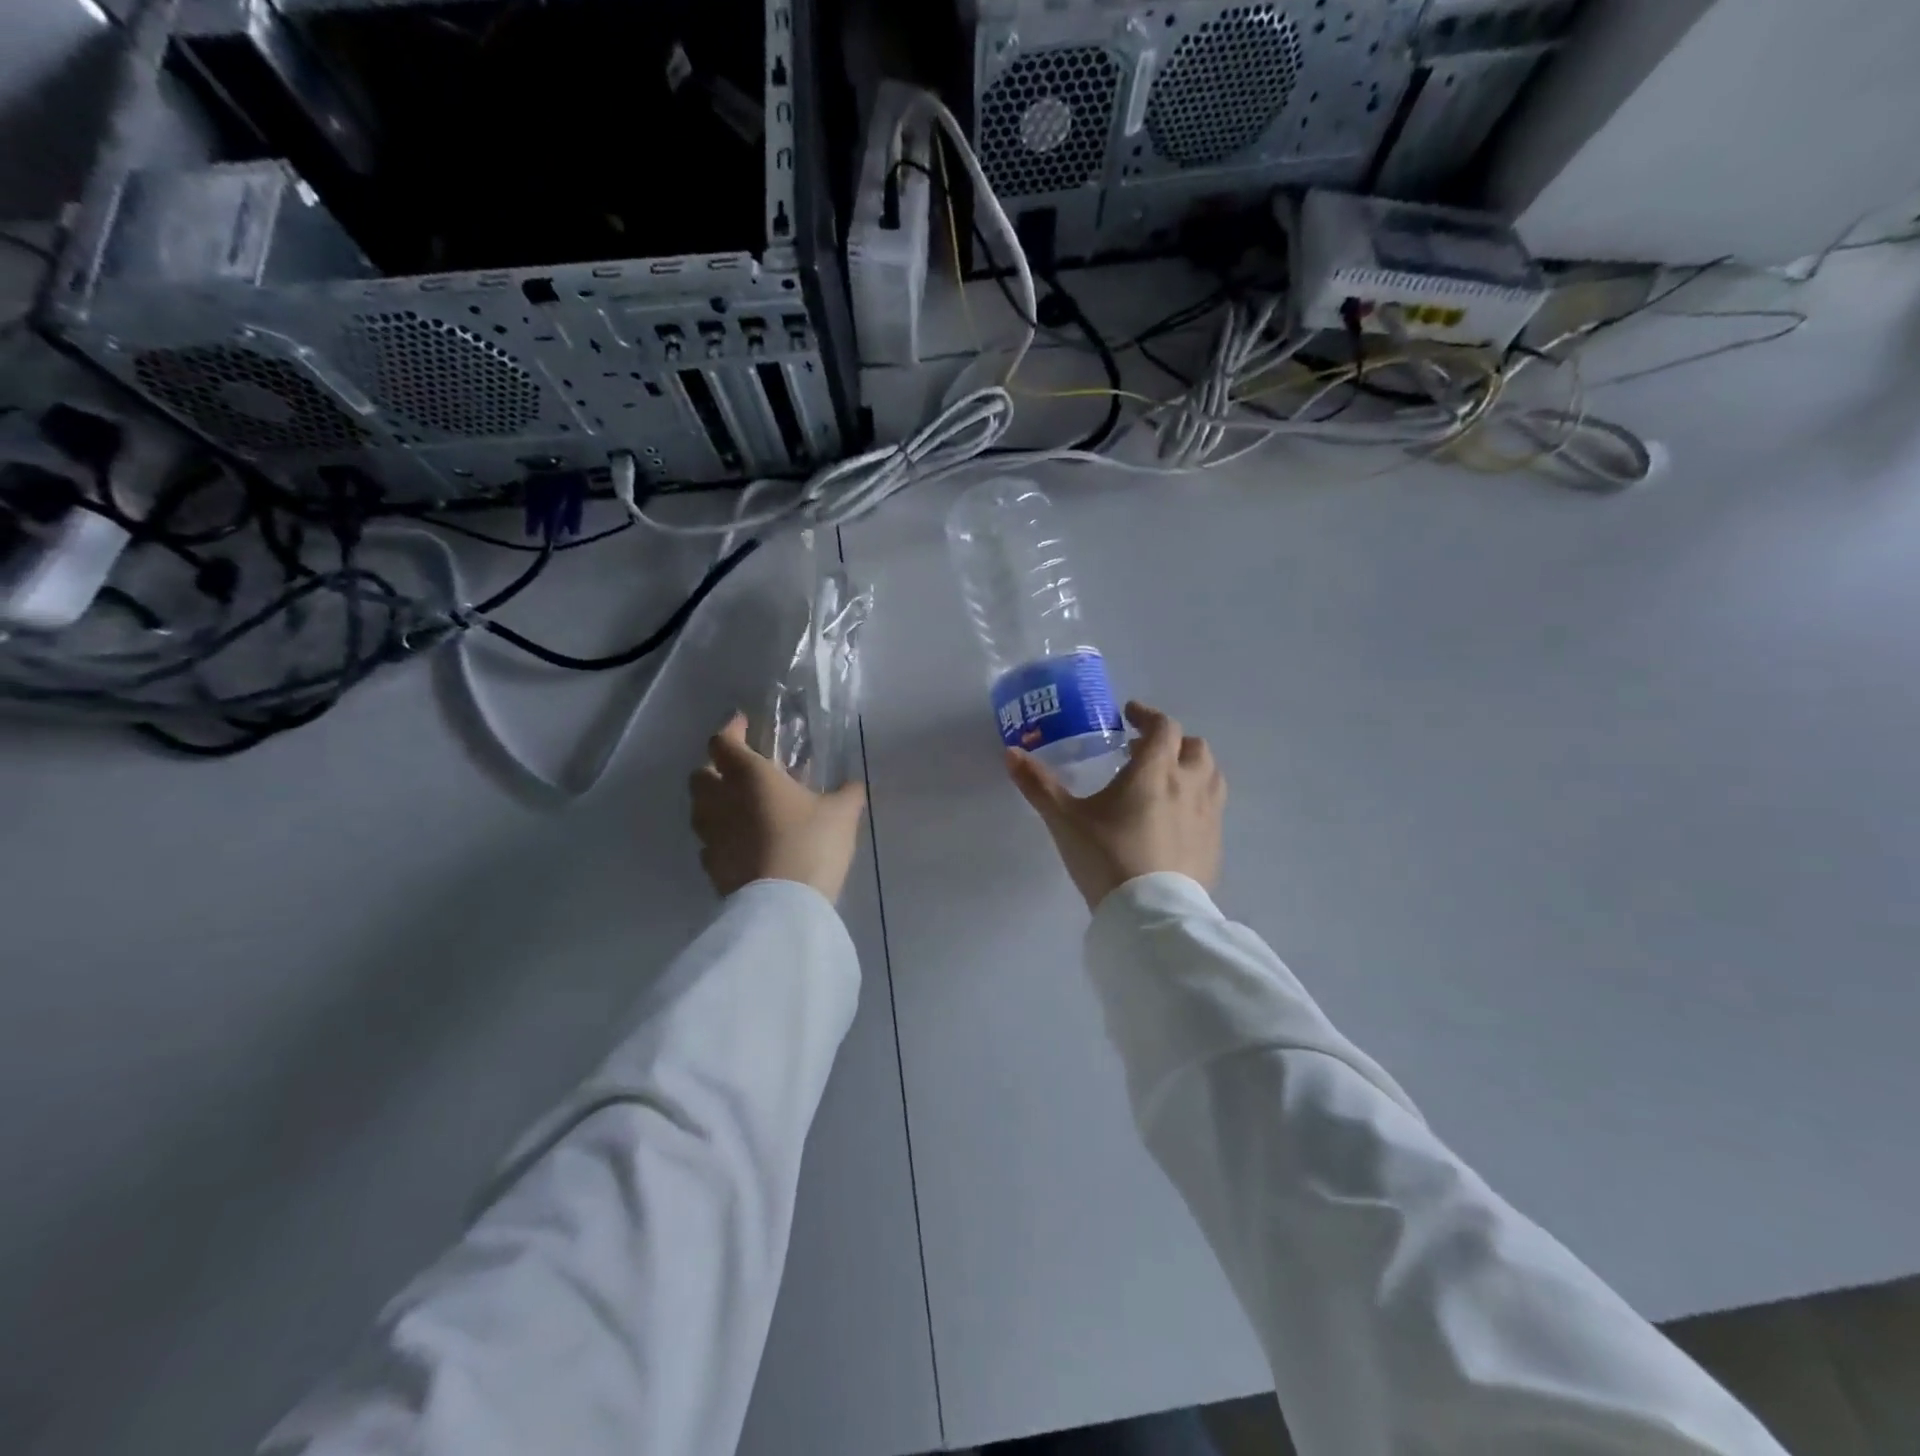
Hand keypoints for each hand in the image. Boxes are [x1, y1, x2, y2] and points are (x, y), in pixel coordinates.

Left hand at [689, 713, 867, 902]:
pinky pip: (709, 842)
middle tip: (740, 769)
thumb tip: (853, 784)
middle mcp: (721, 800)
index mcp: (749, 776)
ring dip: (714, 801)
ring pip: (700, 809)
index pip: (723, 742)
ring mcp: (711, 836)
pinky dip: (720, 836)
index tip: (744, 724)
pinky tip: (741, 843)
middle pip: (700, 774)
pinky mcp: (711, 867)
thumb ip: (847, 793)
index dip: (731, 729)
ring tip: (740, 806)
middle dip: (715, 766)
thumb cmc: (810, 844)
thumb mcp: (842, 814)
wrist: (783, 906)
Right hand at [1008, 700, 1225, 911]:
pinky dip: (1198, 800)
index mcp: (1155, 770)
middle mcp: (1190, 784)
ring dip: (1192, 767)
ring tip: (1166, 780)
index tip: (1129, 715)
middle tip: (1143, 752)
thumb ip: (1039, 784)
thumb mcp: (1065, 820)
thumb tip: (1010, 753)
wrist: (1149, 914)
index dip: (1147, 715)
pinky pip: (1213, 809)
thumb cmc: (1106, 857)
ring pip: (1211, 775)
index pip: (1163, 727)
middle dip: (1172, 741)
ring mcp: (1208, 815)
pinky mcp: (1215, 844)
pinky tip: (1175, 820)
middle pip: (1194, 746)